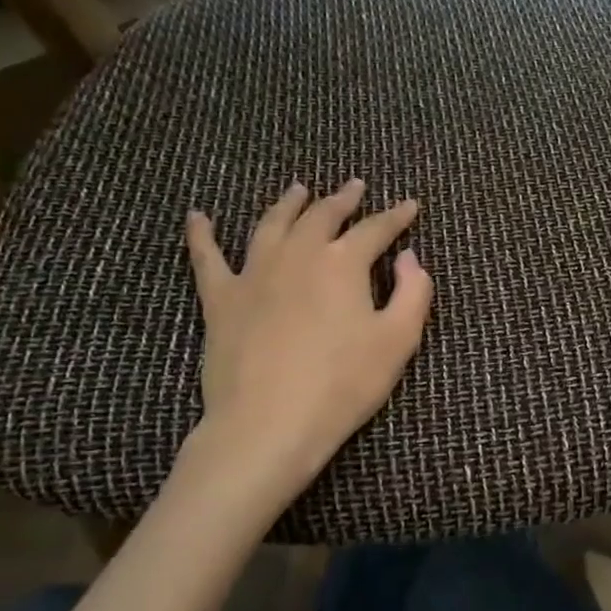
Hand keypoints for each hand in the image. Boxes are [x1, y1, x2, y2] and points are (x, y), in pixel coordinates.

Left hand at [182, 179, 432, 506]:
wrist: (269, 423)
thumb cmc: (343, 384)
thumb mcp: (398, 341)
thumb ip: (413, 293)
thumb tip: (409, 258)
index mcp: (343, 263)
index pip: (375, 229)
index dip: (396, 215)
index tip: (410, 205)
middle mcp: (298, 255)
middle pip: (322, 216)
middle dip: (343, 199)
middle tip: (355, 187)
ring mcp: (254, 273)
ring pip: (271, 224)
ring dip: (288, 204)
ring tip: (297, 190)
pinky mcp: (221, 299)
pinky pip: (207, 258)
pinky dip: (202, 234)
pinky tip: (198, 217)